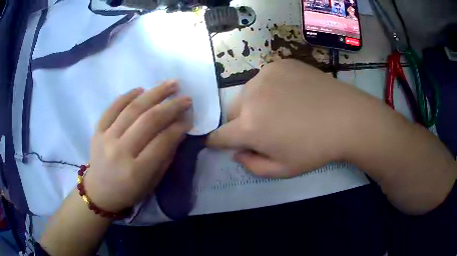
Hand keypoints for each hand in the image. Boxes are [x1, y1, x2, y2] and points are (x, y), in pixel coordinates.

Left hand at [84, 81, 192, 212]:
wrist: (99, 192)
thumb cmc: (129, 192)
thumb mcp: (152, 182)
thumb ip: (165, 156)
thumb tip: (178, 130)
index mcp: (136, 171)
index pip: (162, 142)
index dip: (179, 127)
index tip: (189, 117)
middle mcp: (120, 151)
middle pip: (148, 121)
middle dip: (171, 106)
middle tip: (185, 97)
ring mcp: (106, 138)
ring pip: (132, 109)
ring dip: (153, 94)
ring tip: (170, 84)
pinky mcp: (97, 131)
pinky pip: (112, 108)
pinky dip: (127, 96)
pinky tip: (141, 89)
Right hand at [207, 59, 382, 177]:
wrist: (346, 117)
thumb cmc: (316, 148)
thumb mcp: (283, 169)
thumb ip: (252, 166)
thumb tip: (237, 153)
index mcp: (250, 127)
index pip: (219, 135)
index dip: (216, 141)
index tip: (218, 143)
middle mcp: (251, 97)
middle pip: (231, 112)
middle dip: (240, 123)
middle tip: (263, 128)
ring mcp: (265, 76)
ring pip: (246, 94)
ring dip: (254, 104)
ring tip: (279, 109)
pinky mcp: (279, 64)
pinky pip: (263, 79)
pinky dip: (269, 88)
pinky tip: (290, 93)